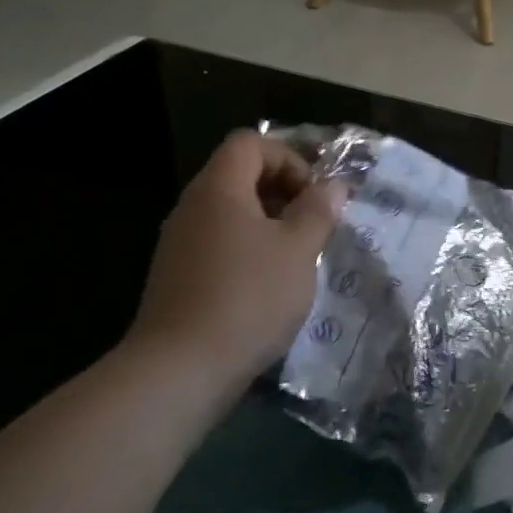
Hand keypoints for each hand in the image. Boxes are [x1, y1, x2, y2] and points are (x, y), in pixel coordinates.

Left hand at [124, 131, 346, 399]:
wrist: (180, 369)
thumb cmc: (249, 297)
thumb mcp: (298, 250)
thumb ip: (319, 211)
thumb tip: (334, 185)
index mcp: (219, 190)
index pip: (251, 143)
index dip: (289, 158)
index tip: (314, 196)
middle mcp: (193, 207)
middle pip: (239, 175)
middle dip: (284, 192)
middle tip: (313, 225)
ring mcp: (180, 243)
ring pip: (231, 213)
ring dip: (270, 225)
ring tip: (298, 257)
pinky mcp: (178, 277)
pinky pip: (220, 243)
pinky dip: (249, 251)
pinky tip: (271, 286)